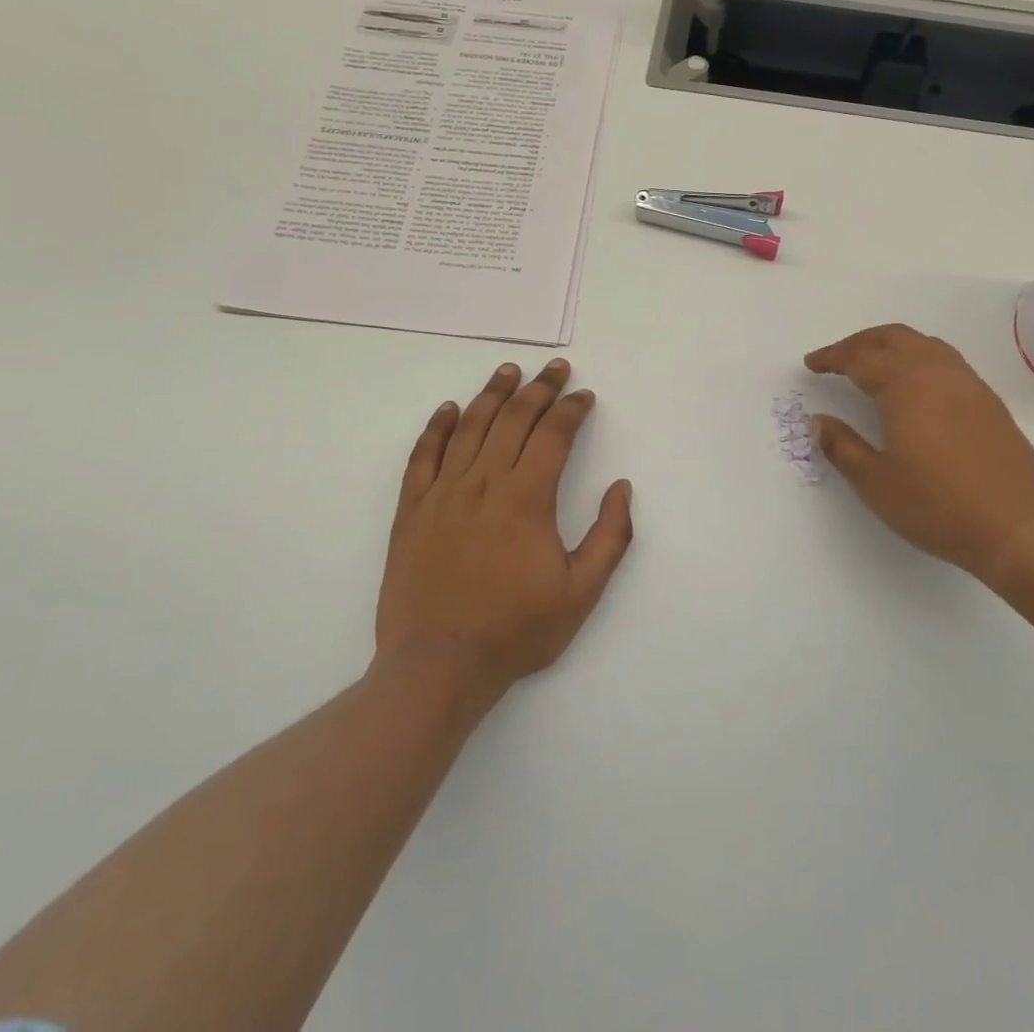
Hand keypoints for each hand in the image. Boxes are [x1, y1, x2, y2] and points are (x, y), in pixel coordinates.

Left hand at [374, 359, 632, 711]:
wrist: (438, 666)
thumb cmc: (516, 630)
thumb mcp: (582, 592)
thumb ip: (611, 536)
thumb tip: (621, 487)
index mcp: (527, 498)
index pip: (553, 435)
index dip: (572, 410)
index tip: (584, 397)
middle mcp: (484, 483)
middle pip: (514, 419)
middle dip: (540, 388)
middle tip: (556, 368)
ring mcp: (443, 493)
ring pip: (471, 427)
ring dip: (493, 393)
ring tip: (509, 370)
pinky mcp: (412, 510)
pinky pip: (423, 456)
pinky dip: (438, 427)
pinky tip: (450, 409)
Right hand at [805, 324, 1033, 587]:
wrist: (1018, 526)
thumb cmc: (938, 506)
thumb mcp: (876, 483)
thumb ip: (842, 447)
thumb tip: (819, 422)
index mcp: (905, 386)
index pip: (859, 359)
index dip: (832, 358)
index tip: (812, 364)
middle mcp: (937, 373)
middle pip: (893, 338)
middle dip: (860, 342)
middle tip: (837, 358)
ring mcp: (968, 384)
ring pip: (924, 344)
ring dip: (892, 346)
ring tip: (873, 365)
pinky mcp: (988, 401)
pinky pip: (946, 360)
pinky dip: (919, 358)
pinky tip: (915, 386)